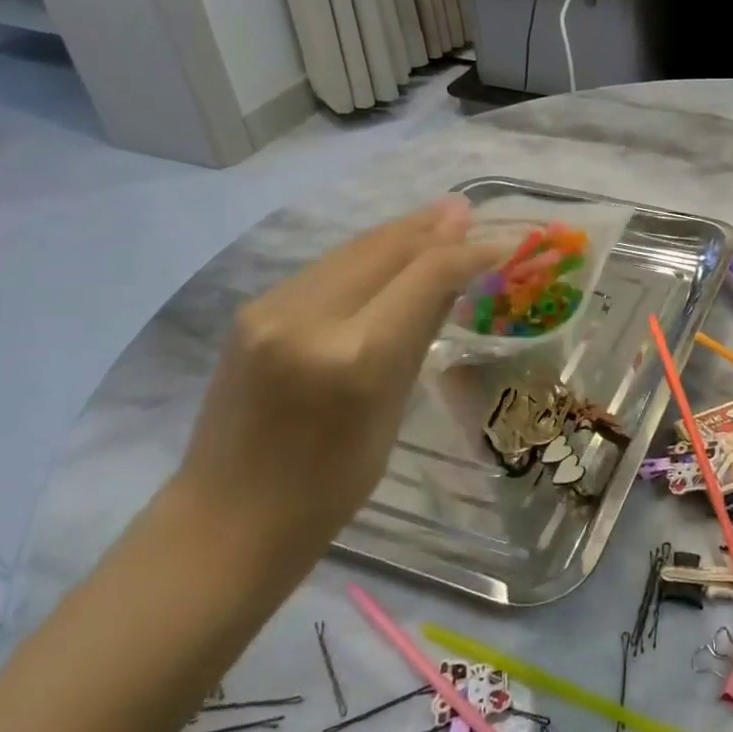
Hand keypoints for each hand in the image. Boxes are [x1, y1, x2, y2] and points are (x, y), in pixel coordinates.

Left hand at [177, 197, 502, 550]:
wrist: (227, 520)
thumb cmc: (330, 487)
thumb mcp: (392, 411)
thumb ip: (419, 333)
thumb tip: (453, 277)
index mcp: (356, 356)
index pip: (426, 275)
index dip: (471, 251)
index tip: (506, 242)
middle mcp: (310, 317)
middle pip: (386, 247)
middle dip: (434, 227)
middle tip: (470, 211)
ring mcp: (272, 308)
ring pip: (353, 250)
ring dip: (400, 233)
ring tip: (439, 219)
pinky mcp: (252, 310)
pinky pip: (325, 268)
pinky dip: (366, 255)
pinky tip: (388, 252)